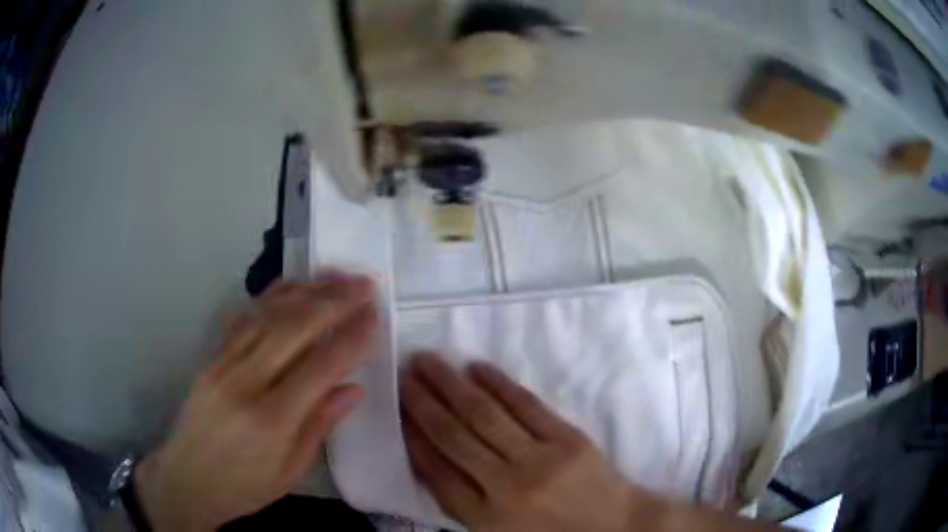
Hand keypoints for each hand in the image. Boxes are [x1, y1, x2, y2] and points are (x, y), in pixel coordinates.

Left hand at [135, 275, 377, 530]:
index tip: (376, 317)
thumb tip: (353, 389)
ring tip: (336, 275)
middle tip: (366, 284)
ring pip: (267, 314)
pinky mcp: (212, 358)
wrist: (186, 479)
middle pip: (293, 328)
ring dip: (305, 290)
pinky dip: (271, 297)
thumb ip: (319, 426)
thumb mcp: (290, 472)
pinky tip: (291, 287)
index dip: (351, 339)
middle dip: (334, 301)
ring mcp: (223, 365)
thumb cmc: (244, 486)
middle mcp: (245, 383)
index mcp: (271, 420)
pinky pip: (244, 318)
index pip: (319, 367)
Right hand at [400, 354, 661, 531]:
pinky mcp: (568, 439)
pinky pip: (526, 405)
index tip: (398, 412)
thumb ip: (463, 503)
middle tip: (403, 375)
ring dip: (450, 385)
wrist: (616, 527)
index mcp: (486, 519)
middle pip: (454, 437)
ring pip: (484, 415)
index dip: (414, 439)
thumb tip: (427, 459)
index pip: (438, 473)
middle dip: (423, 403)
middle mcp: (507, 487)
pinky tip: (476, 368)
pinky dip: (498, 384)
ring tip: (427, 362)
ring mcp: (540, 460)